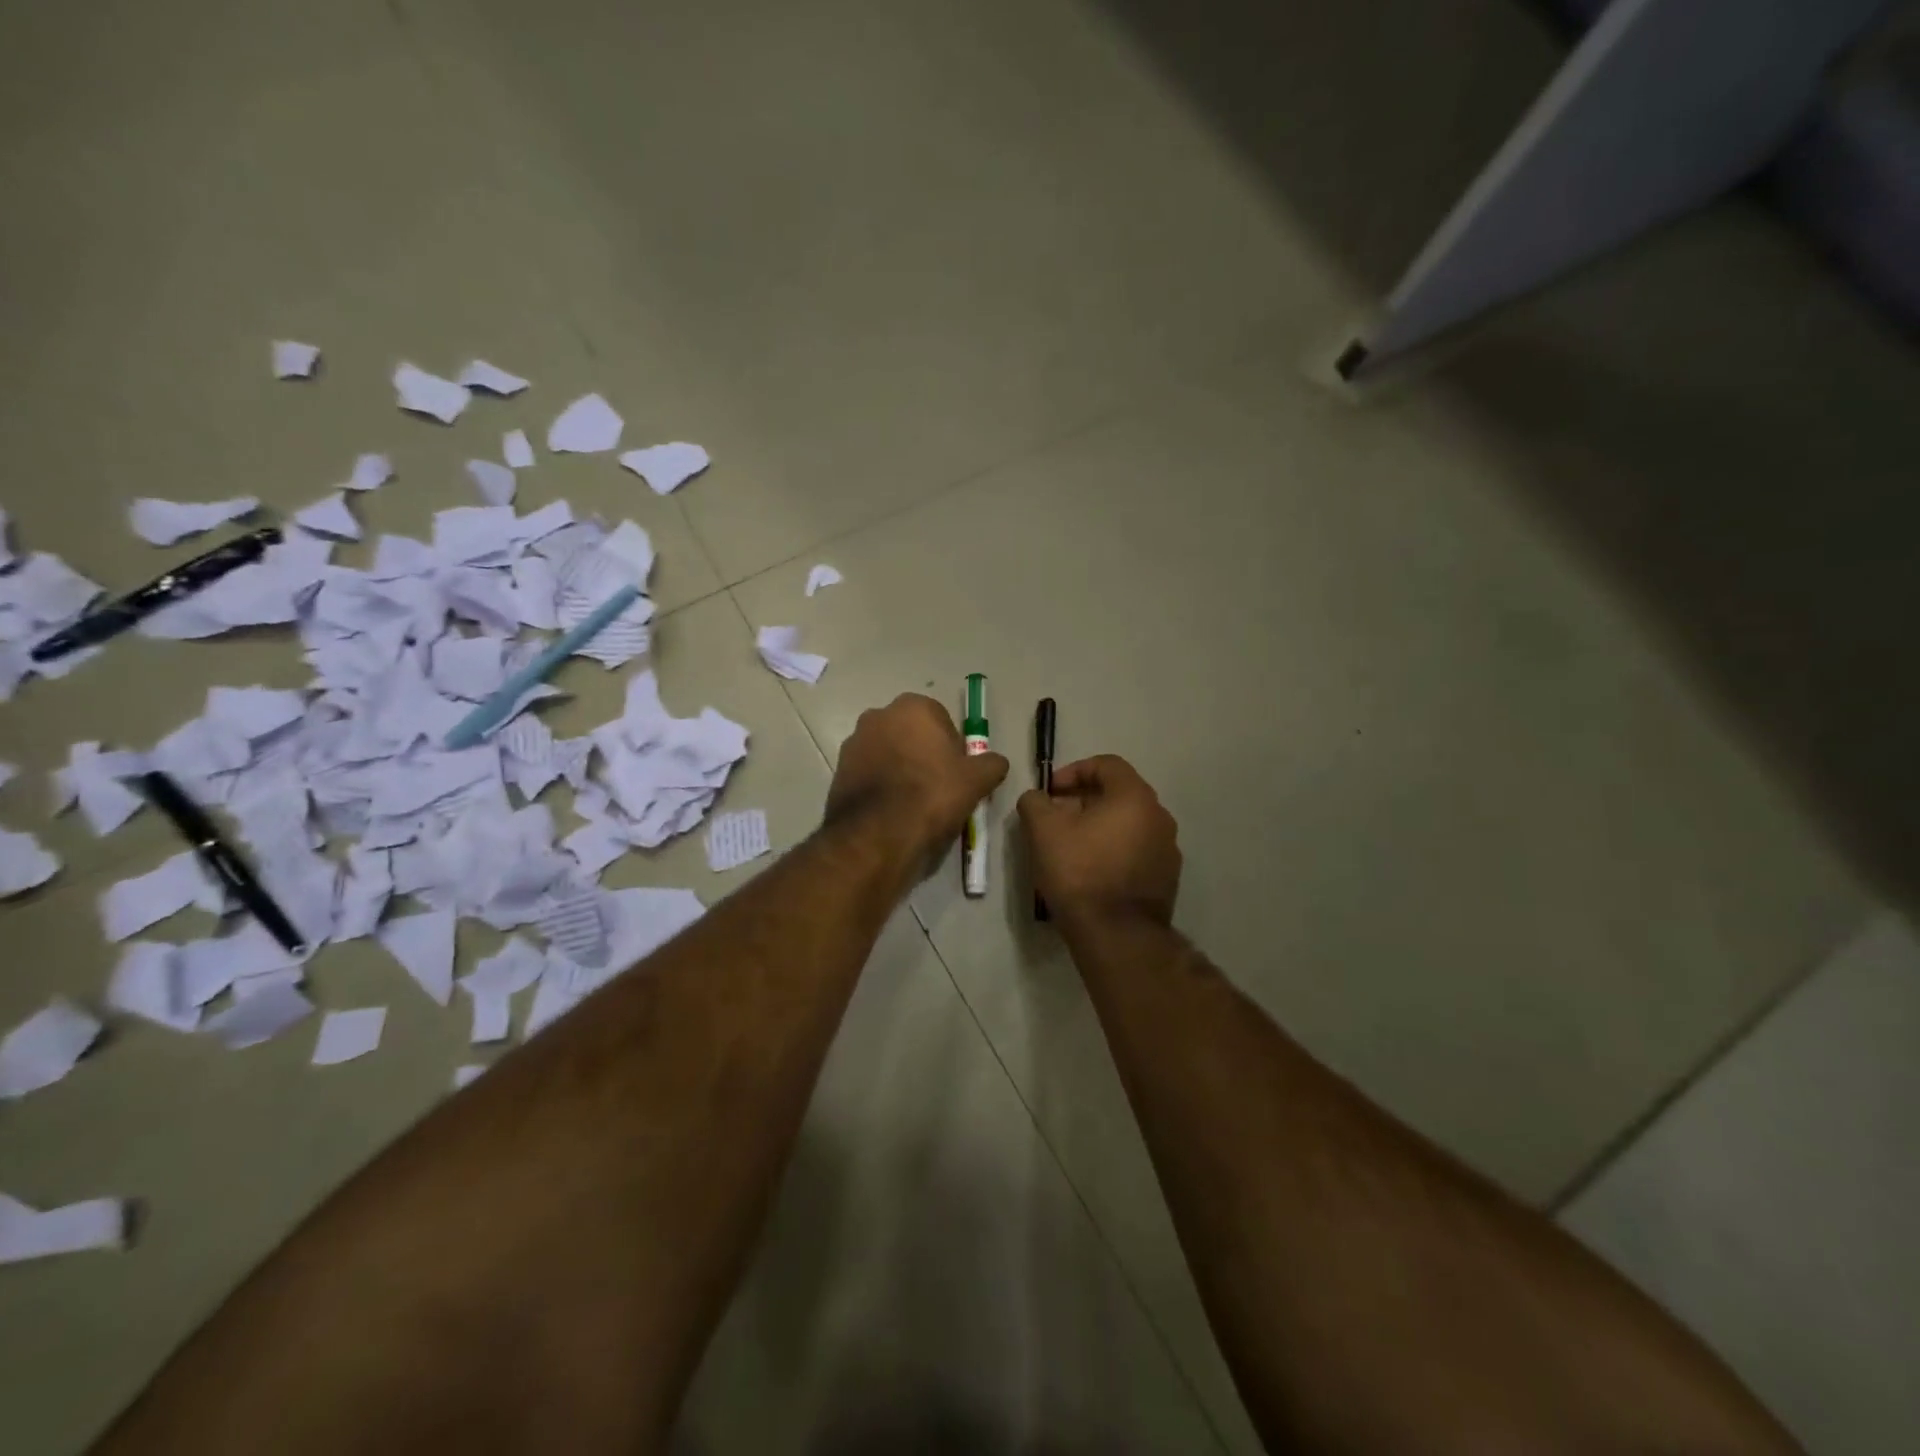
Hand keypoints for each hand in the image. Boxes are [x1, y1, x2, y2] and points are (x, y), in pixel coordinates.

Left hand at [826, 694, 1009, 858]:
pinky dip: (880, 786)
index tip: (957, 773)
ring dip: (900, 769)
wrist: (878, 834)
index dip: (952, 748)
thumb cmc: (932, 795)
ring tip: (914, 805)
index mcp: (913, 706)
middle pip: (912, 734)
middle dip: (923, 754)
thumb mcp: (977, 780)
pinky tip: (892, 812)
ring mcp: (853, 742)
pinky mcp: (838, 771)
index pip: (942, 720)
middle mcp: (878, 715)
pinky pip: (869, 774)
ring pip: (888, 753)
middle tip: (938, 788)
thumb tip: (995, 762)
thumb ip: (991, 763)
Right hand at [1019, 755, 1180, 925]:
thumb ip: (1035, 802)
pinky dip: (1114, 850)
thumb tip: (1037, 798)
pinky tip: (1091, 871)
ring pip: (1128, 824)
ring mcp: (1167, 849)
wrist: (1117, 935)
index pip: (1106, 764)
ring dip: (1099, 826)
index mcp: (1134, 797)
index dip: (1074, 771)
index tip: (1050, 792)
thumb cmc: (1080, 872)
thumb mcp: (1043, 831)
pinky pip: (1136, 850)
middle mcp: (1159, 817)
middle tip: (1056, 819)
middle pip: (1118, 794)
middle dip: (1083, 800)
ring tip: (1070, 846)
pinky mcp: (1167, 878)